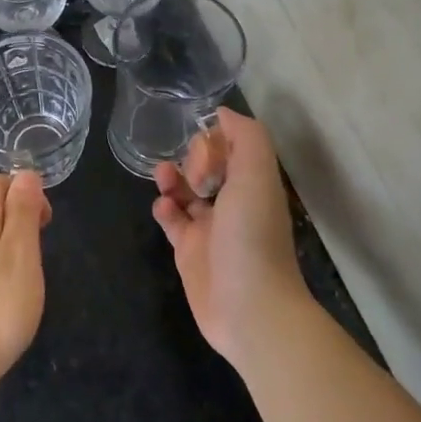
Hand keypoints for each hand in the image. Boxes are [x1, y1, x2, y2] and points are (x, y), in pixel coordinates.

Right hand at [152, 109, 307, 365]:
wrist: (248, 308)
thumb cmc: (252, 236)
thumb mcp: (256, 176)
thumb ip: (246, 138)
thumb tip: (222, 113)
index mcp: (255, 185)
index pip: (235, 149)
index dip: (219, 139)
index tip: (205, 140)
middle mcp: (234, 205)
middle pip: (210, 168)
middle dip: (195, 157)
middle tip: (192, 168)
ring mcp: (210, 230)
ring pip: (187, 193)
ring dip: (173, 178)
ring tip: (163, 174)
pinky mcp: (188, 252)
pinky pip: (172, 221)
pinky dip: (164, 208)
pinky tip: (163, 206)